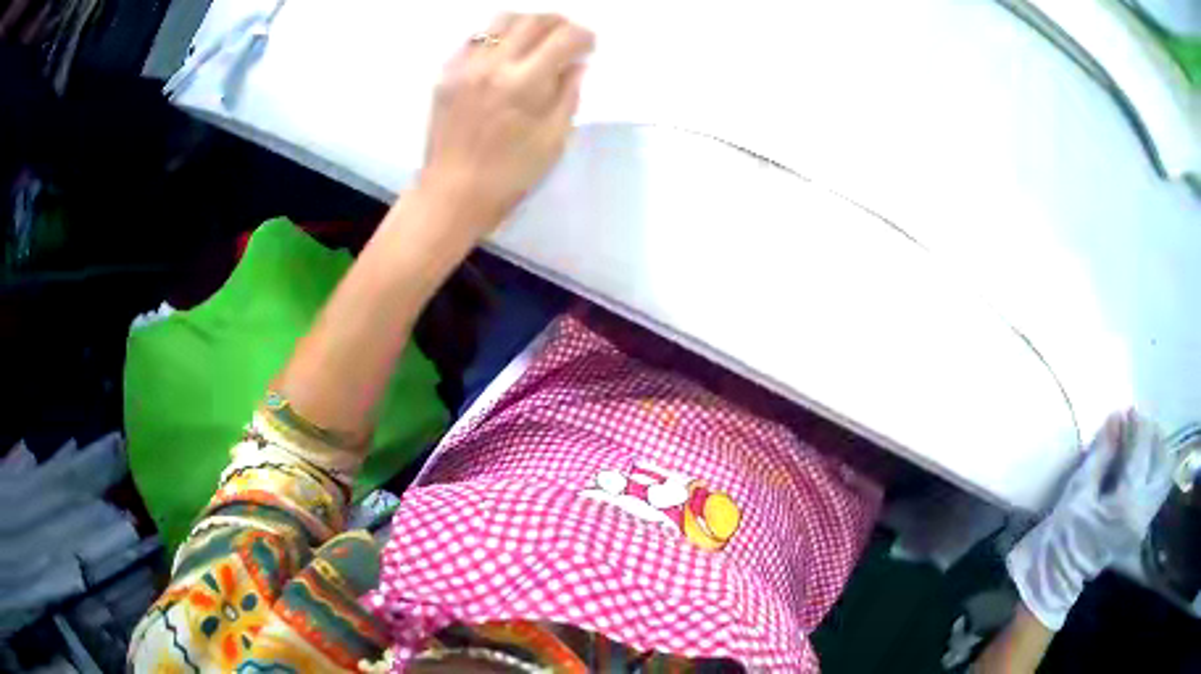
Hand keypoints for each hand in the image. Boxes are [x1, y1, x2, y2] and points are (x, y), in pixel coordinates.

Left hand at [419, 14, 593, 234]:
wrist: (451, 194)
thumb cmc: (509, 175)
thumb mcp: (553, 140)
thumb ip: (568, 95)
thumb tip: (576, 64)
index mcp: (523, 84)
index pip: (564, 38)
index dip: (584, 37)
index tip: (589, 46)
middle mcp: (492, 65)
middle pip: (533, 20)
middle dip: (560, 23)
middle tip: (569, 38)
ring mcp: (464, 66)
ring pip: (501, 20)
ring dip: (527, 23)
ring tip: (537, 40)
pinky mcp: (445, 73)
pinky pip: (474, 38)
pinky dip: (496, 37)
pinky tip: (504, 54)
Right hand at [1007, 409, 1173, 629]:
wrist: (1060, 575)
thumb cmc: (1065, 534)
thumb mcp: (1079, 492)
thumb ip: (1101, 455)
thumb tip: (1117, 418)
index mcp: (1126, 504)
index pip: (1142, 451)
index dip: (1137, 425)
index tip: (1129, 410)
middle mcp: (1142, 512)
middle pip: (1162, 461)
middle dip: (1153, 437)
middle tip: (1139, 426)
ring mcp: (1145, 521)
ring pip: (1165, 475)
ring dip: (1158, 452)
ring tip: (1144, 442)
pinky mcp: (1143, 526)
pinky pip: (1159, 489)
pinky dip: (1157, 469)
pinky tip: (1145, 464)